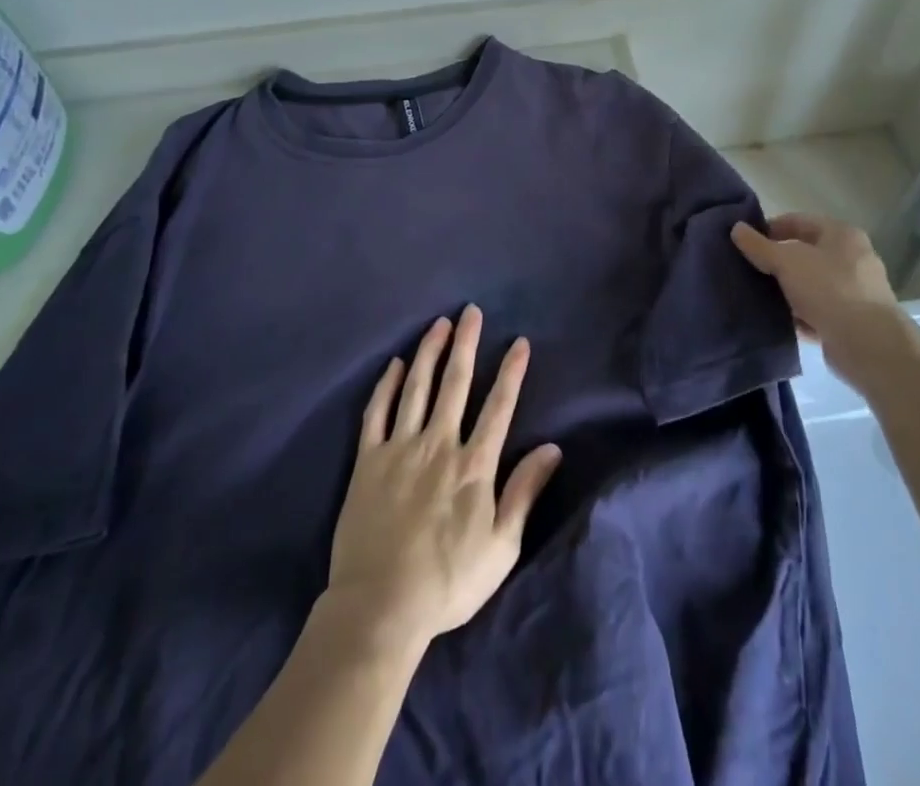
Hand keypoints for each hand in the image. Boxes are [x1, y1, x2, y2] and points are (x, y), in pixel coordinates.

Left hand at [326, 306, 562, 656]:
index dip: (511, 372)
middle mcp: (438, 445)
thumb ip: (524, 493)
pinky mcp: (367, 461)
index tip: (519, 342)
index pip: (498, 407)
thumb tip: (552, 449)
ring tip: (438, 324)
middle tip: (470, 311)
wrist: (379, 607)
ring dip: (429, 352)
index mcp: (473, 466)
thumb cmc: (447, 583)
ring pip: (417, 388)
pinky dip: (387, 385)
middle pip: (455, 384)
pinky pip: (377, 413)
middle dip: (466, 344)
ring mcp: (400, 449)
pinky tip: (395, 364)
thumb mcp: (501, 548)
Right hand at [730, 213, 914, 389]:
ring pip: (810, 283)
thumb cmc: (829, 289)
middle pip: (805, 253)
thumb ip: (759, 246)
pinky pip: (816, 310)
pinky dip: (798, 313)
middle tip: (748, 268)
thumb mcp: (787, 262)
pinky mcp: (851, 321)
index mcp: (842, 234)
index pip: (799, 221)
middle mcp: (852, 259)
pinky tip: (777, 318)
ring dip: (786, 289)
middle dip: (776, 261)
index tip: (746, 241)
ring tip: (757, 294)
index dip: (770, 228)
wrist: (868, 345)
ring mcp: (854, 291)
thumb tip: (736, 228)